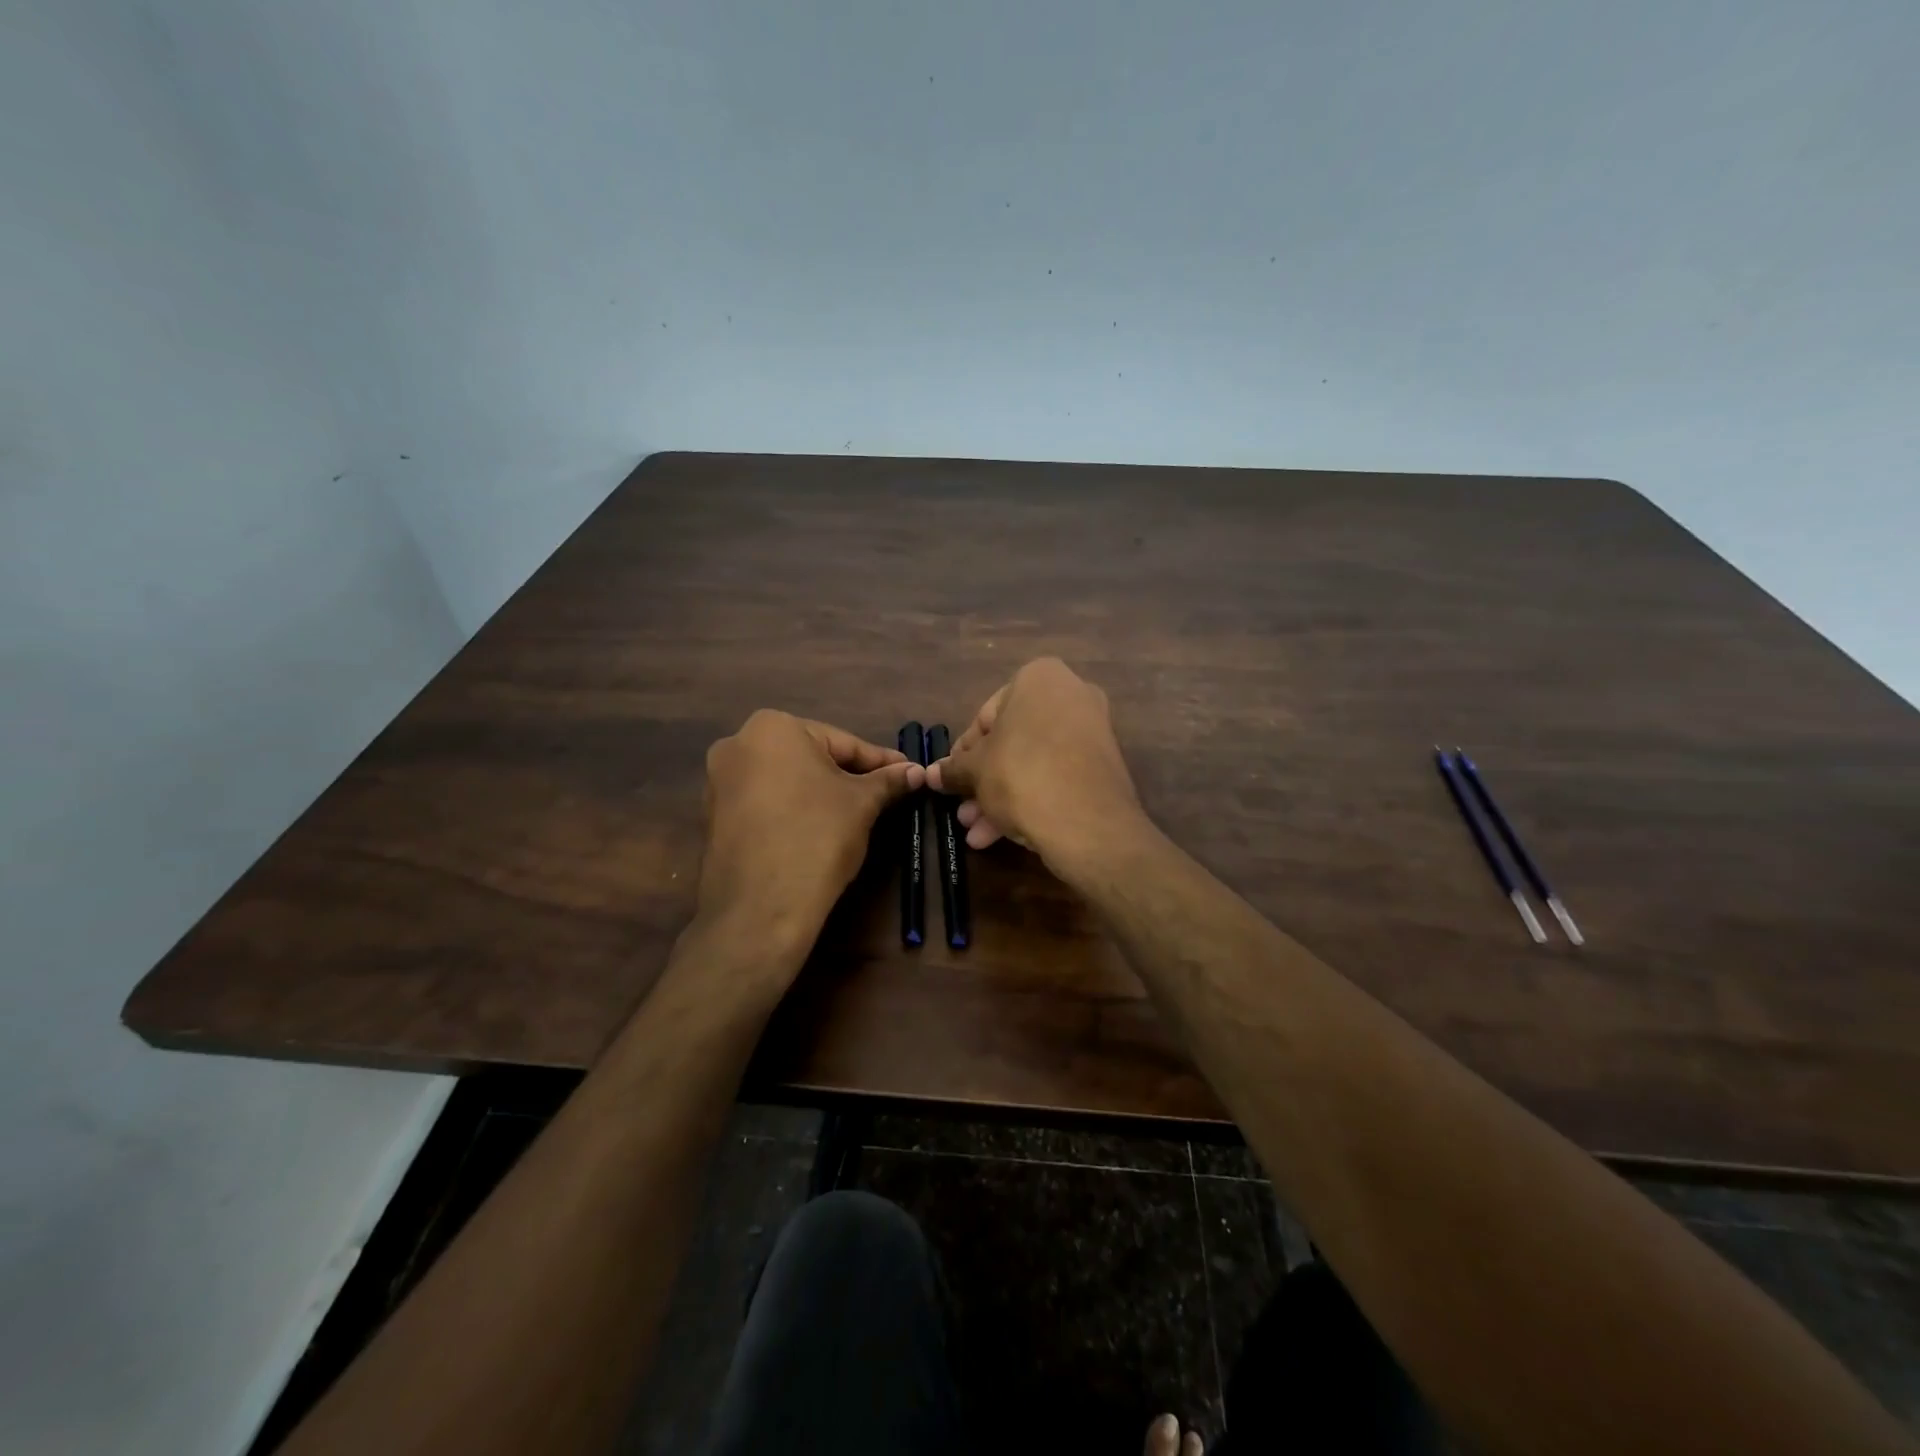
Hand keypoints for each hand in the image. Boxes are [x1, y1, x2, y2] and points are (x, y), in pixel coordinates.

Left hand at [697, 710, 923, 955]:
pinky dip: (792, 810)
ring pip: (786, 780)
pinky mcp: (713, 817)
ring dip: (819, 792)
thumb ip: (888, 780)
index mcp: (772, 727)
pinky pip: (765, 803)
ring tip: (853, 813)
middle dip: (847, 775)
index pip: (842, 742)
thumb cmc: (817, 836)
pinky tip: (816, 830)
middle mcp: (737, 744)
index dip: (879, 761)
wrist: (761, 906)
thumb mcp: (862, 803)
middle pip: (810, 757)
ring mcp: (719, 782)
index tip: (907, 772)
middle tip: (883, 793)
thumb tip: (917, 771)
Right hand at [927, 657, 1142, 866]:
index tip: (951, 778)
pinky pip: (1056, 777)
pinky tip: (1002, 835)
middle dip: (984, 780)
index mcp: (1040, 678)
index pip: (986, 715)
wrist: (1087, 821)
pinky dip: (1031, 799)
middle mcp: (1072, 695)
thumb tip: (931, 774)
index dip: (964, 752)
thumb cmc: (1020, 774)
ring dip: (1001, 797)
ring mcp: (1092, 732)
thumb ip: (953, 769)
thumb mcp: (975, 771)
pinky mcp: (1103, 767)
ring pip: (1033, 763)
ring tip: (977, 832)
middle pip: (1012, 742)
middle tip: (963, 810)